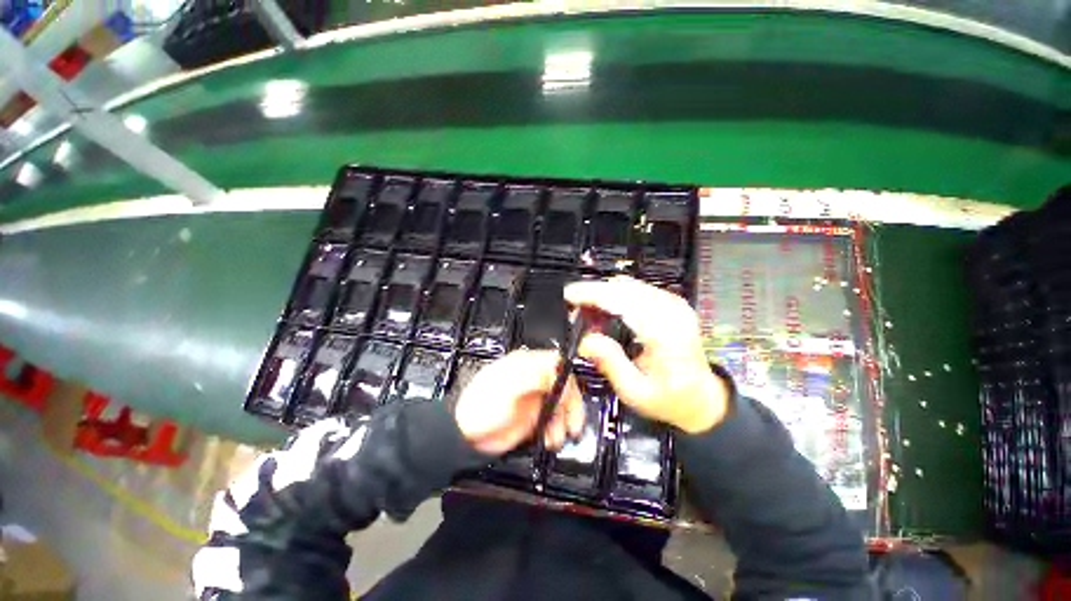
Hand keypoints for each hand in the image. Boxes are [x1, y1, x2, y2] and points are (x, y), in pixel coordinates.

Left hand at [454, 350, 584, 454]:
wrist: (466, 437)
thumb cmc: (481, 407)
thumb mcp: (507, 389)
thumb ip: (534, 378)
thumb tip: (557, 373)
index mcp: (526, 365)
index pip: (555, 363)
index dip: (566, 377)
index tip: (568, 396)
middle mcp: (534, 379)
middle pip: (563, 384)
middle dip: (570, 404)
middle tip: (572, 423)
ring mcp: (536, 398)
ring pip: (562, 404)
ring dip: (564, 421)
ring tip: (557, 437)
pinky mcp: (536, 416)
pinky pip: (555, 420)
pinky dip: (557, 431)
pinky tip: (551, 440)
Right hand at [564, 276, 728, 433]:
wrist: (703, 398)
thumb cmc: (669, 399)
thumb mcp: (635, 391)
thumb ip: (610, 362)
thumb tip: (584, 339)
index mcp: (665, 332)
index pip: (623, 301)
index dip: (592, 294)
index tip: (568, 295)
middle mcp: (672, 310)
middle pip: (624, 288)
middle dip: (594, 293)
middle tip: (573, 308)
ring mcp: (674, 303)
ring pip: (629, 286)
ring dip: (603, 295)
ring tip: (586, 314)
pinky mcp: (671, 302)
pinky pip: (636, 290)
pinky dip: (616, 296)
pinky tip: (604, 312)